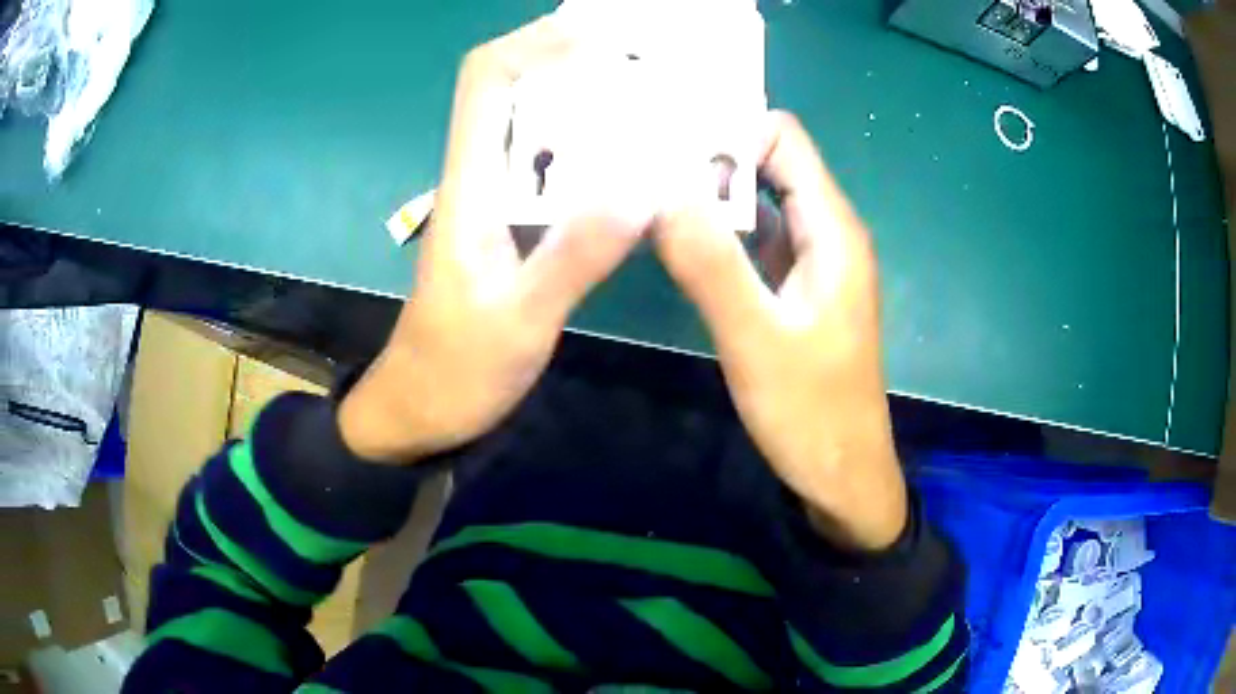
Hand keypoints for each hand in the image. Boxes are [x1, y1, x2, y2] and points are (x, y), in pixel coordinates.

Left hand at [339, 17, 646, 463]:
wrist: (420, 412)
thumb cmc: (454, 371)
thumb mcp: (518, 321)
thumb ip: (576, 254)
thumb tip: (644, 183)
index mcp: (470, 186)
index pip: (486, 81)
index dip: (536, 42)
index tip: (601, 37)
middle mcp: (481, 179)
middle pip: (516, 89)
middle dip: (576, 61)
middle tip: (649, 65)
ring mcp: (497, 204)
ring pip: (539, 128)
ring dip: (591, 104)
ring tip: (657, 103)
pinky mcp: (514, 229)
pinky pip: (555, 171)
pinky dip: (594, 152)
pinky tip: (638, 167)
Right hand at [653, 111, 907, 550]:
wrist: (841, 474)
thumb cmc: (811, 414)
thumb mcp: (757, 341)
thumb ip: (711, 265)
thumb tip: (660, 189)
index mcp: (832, 230)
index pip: (783, 139)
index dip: (728, 130)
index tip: (665, 142)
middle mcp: (825, 232)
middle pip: (768, 164)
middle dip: (708, 156)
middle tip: (640, 159)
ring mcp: (809, 260)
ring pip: (757, 201)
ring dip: (707, 193)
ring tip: (644, 188)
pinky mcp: (792, 287)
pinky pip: (754, 239)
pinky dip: (716, 229)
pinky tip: (672, 235)